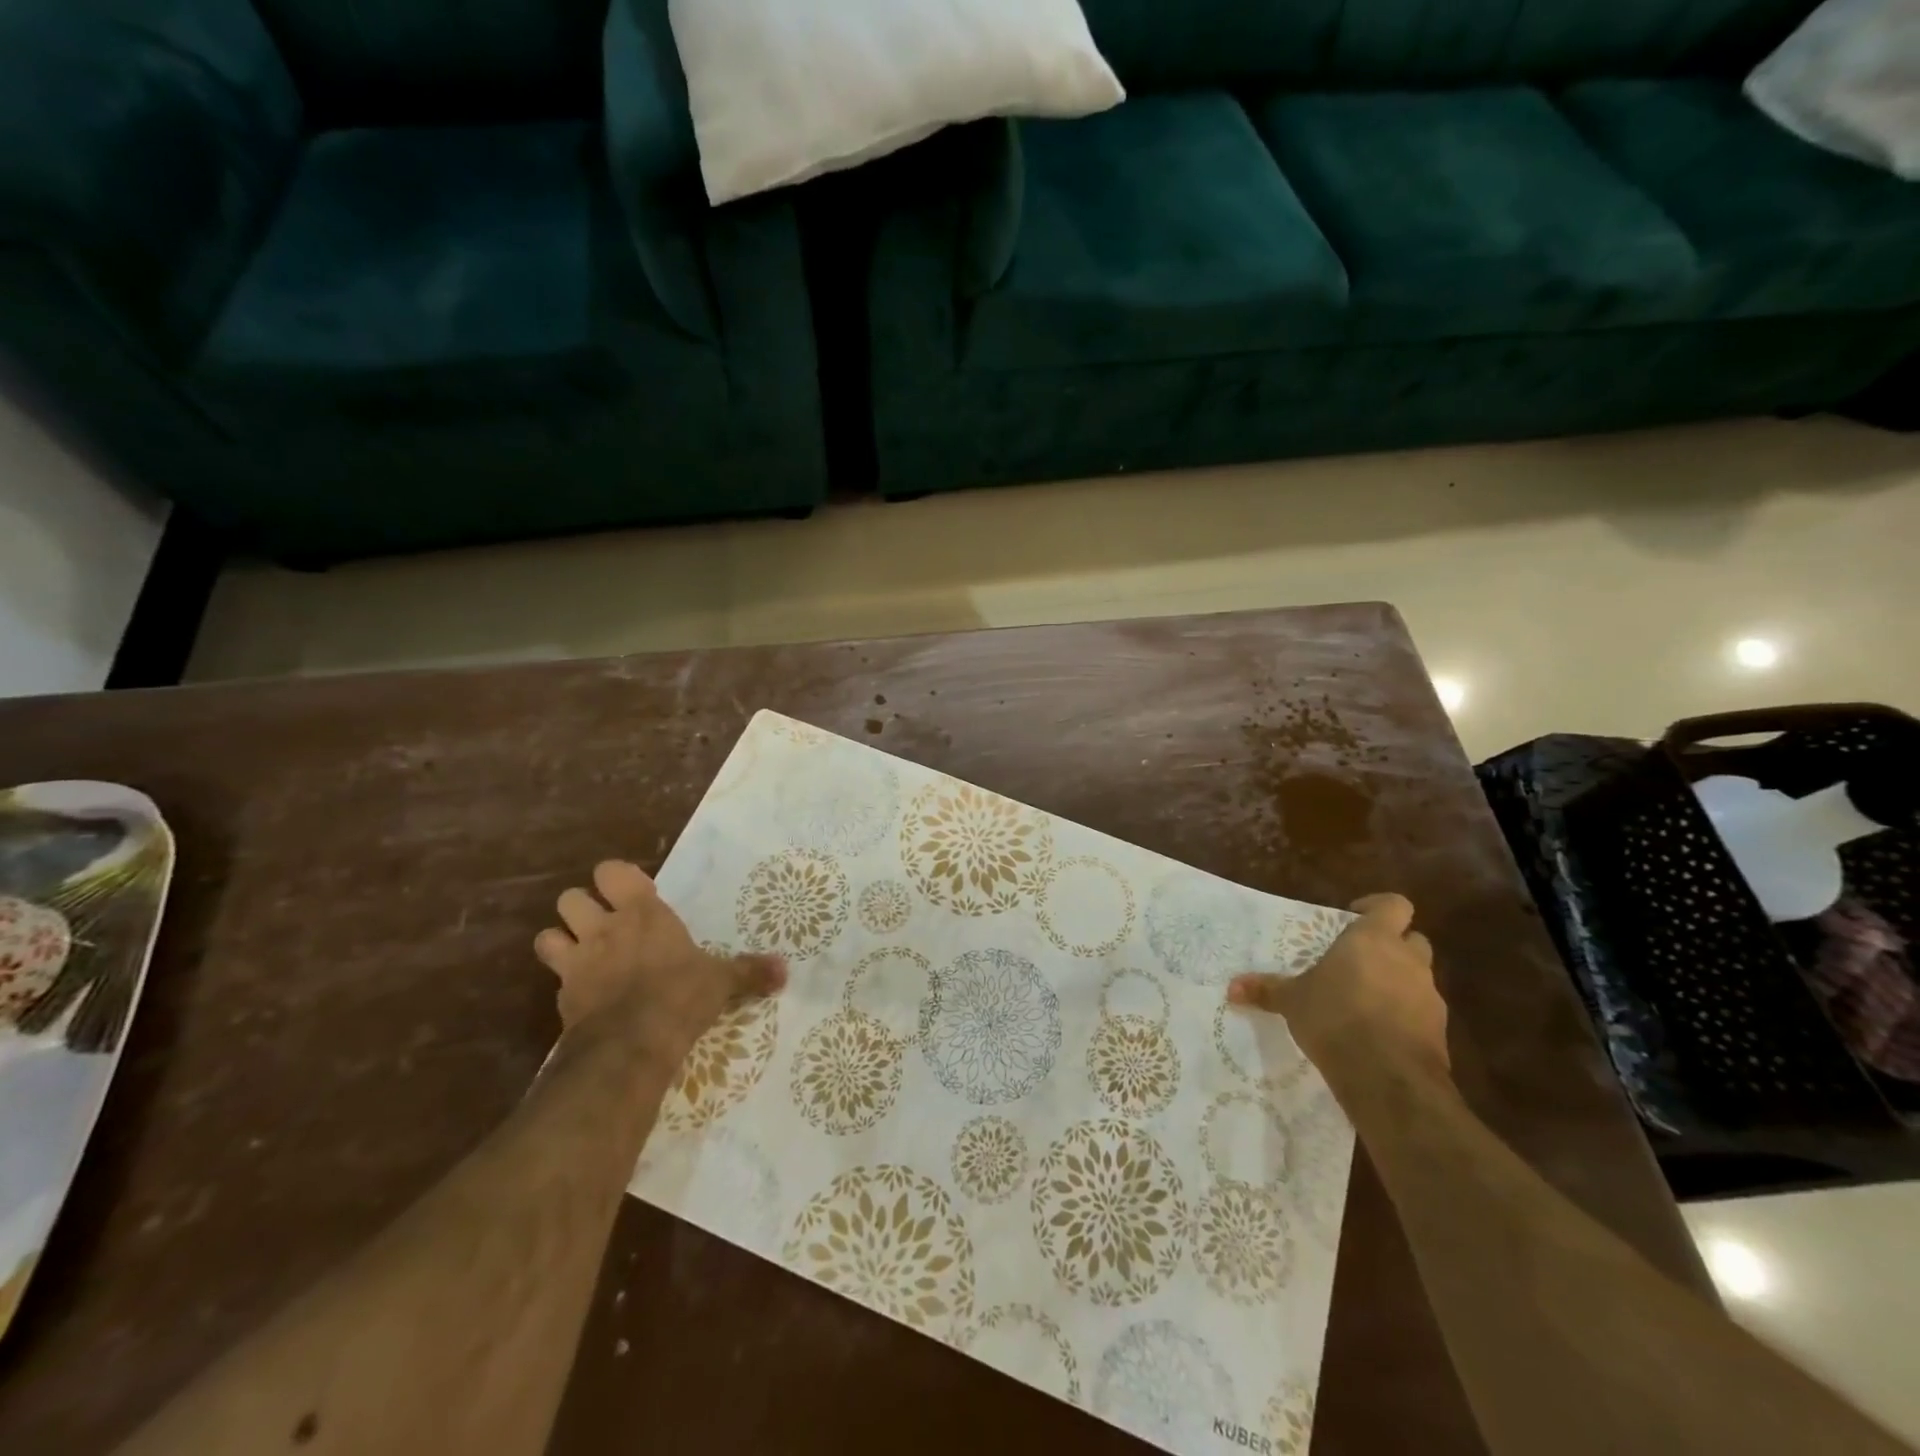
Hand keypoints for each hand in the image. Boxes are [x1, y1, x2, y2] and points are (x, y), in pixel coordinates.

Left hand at [533, 860, 785, 1049]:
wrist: (631, 1044)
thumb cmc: (680, 995)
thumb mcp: (721, 981)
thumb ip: (749, 971)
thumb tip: (785, 971)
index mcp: (643, 912)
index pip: (611, 872)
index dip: (616, 879)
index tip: (633, 894)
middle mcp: (604, 928)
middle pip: (570, 898)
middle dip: (582, 908)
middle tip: (605, 925)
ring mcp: (577, 962)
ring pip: (548, 935)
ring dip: (561, 941)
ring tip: (584, 954)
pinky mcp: (562, 997)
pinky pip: (554, 979)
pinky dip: (565, 983)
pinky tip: (584, 995)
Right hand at [1227, 893, 1448, 1083]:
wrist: (1387, 1077)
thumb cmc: (1335, 1017)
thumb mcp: (1292, 1001)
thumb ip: (1267, 990)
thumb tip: (1232, 988)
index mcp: (1373, 939)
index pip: (1394, 905)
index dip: (1377, 907)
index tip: (1354, 918)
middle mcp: (1407, 960)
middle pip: (1412, 939)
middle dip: (1392, 946)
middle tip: (1360, 960)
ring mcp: (1429, 995)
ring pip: (1418, 976)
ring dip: (1398, 982)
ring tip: (1364, 1000)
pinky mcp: (1439, 1031)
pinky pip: (1422, 1011)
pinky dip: (1405, 1015)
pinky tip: (1379, 1033)